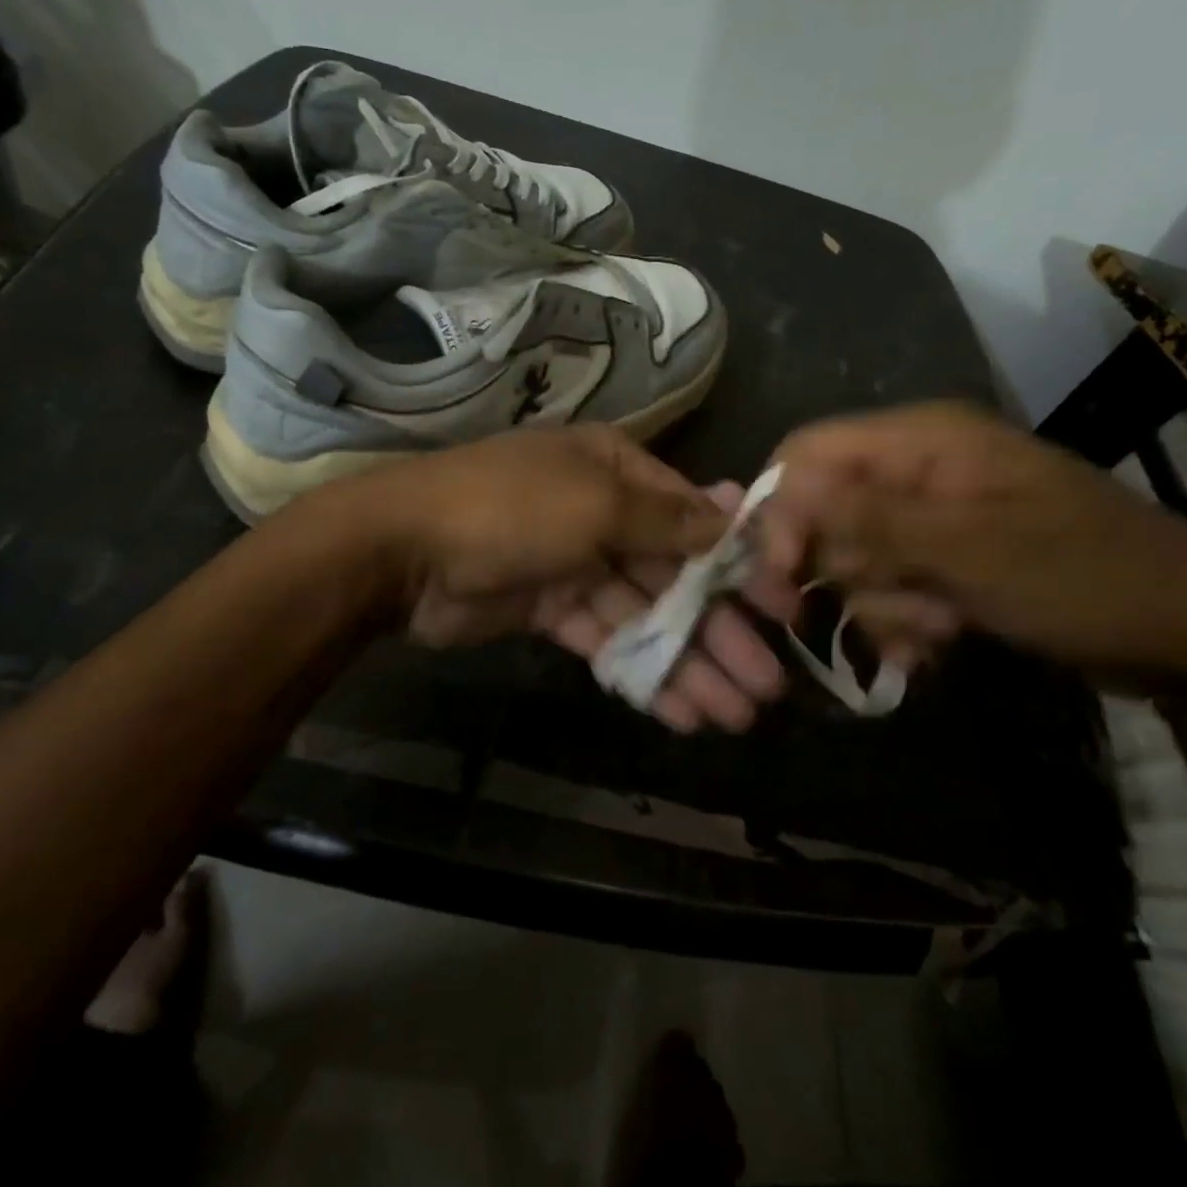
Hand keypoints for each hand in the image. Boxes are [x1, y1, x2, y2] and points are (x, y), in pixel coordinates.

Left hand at [353, 425, 795, 732]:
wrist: (403, 550)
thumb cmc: (511, 509)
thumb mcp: (597, 503)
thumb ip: (668, 521)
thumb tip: (738, 512)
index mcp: (618, 471)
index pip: (693, 519)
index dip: (739, 566)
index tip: (784, 611)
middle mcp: (603, 512)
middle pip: (675, 575)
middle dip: (719, 629)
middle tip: (767, 685)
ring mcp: (576, 563)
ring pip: (645, 617)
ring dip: (687, 662)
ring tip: (734, 715)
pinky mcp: (551, 609)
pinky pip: (607, 640)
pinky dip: (640, 672)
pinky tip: (680, 712)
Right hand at [762, 402, 1186, 689]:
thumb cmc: (1087, 577)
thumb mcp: (973, 549)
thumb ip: (872, 520)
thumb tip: (785, 495)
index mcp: (922, 440)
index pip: (807, 453)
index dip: (781, 509)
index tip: (781, 575)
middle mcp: (916, 469)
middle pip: (824, 512)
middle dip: (848, 570)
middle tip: (892, 608)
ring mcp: (931, 517)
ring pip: (853, 558)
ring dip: (882, 604)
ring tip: (938, 628)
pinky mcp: (943, 558)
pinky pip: (886, 585)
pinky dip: (900, 620)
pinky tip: (936, 643)